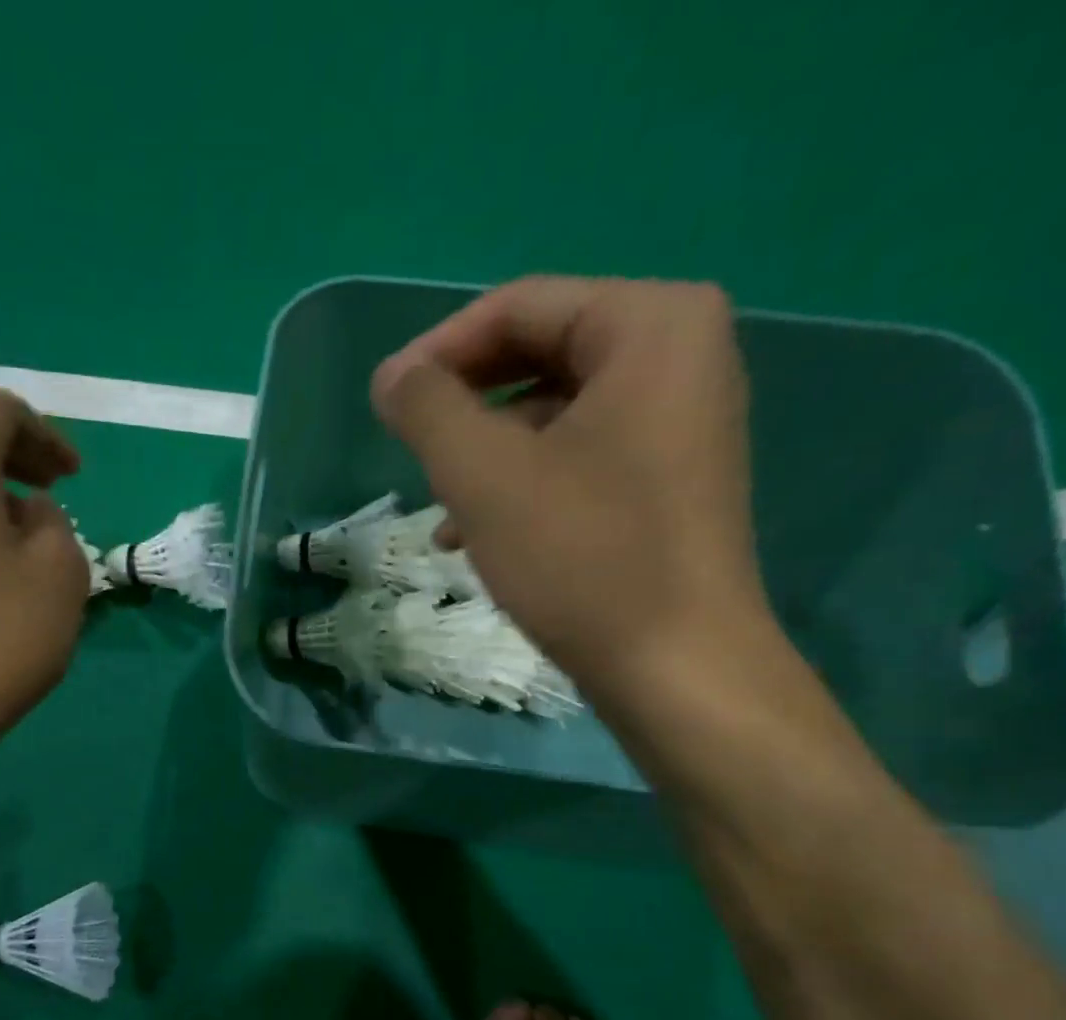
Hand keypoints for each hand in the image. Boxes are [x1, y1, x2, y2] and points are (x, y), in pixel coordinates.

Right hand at [371, 276, 770, 705]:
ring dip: (483, 452)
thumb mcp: (484, 474)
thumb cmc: (582, 556)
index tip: (384, 402)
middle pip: (538, 354)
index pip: (520, 306)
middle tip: (411, 450)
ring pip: (551, 411)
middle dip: (463, 405)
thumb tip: (391, 376)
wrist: (675, 667)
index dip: (439, 351)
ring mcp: (680, 420)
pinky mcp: (667, 478)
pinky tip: (476, 533)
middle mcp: (680, 355)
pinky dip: (520, 482)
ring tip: (438, 508)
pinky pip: (576, 455)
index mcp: (652, 325)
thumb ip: (427, 408)